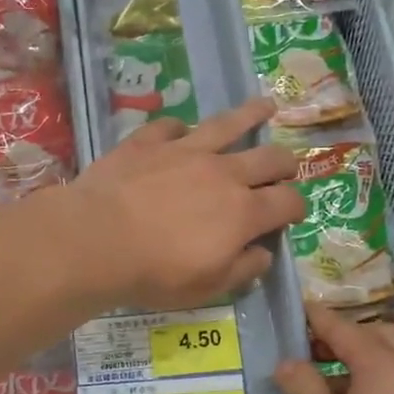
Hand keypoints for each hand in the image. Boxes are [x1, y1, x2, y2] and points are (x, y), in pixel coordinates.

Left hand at [60, 98, 305, 311]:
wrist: (96, 240)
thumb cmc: (155, 273)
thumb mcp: (207, 288)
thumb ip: (243, 270)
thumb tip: (264, 253)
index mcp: (243, 212)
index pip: (288, 202)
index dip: (297, 207)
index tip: (294, 213)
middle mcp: (222, 173)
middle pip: (269, 157)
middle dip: (284, 163)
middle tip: (285, 168)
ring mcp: (184, 150)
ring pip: (227, 124)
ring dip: (250, 115)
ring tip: (265, 105)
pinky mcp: (148, 141)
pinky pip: (172, 126)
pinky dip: (181, 129)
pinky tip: (181, 131)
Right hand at [275, 302, 393, 393]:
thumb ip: (303, 387)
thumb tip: (289, 364)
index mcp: (386, 366)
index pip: (345, 329)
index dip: (318, 319)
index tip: (298, 310)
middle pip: (380, 334)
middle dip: (347, 336)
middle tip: (314, 352)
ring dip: (369, 356)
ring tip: (336, 382)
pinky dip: (387, 376)